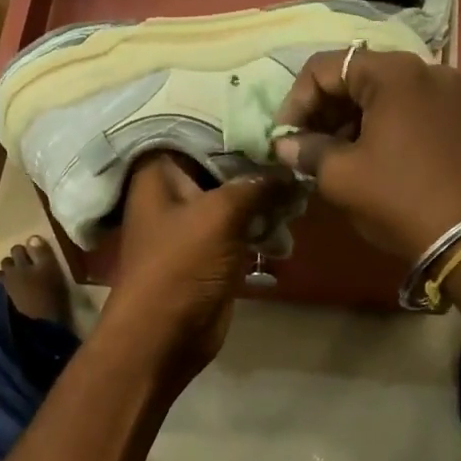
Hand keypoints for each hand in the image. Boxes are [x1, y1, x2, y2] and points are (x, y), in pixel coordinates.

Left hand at [97, 153, 293, 392]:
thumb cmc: (182, 266)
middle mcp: (173, 192)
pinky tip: (289, 228)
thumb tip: (291, 169)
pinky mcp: (210, 253)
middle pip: (223, 168)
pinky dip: (262, 229)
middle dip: (260, 170)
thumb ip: (258, 185)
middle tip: (299, 162)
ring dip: (267, 202)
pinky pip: (241, 230)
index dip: (239, 130)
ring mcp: (192, 224)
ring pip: (236, 201)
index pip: (202, 134)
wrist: (163, 336)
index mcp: (160, 173)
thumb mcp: (220, 214)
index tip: (279, 124)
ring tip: (300, 199)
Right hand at [272, 49, 460, 261]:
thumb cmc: (399, 197)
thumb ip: (306, 150)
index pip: (323, 68)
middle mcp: (423, 69)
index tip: (283, 138)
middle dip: (322, 110)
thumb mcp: (340, 175)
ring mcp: (447, 92)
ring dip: (347, 119)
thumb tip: (284, 145)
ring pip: (380, 93)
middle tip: (303, 147)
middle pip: (354, 76)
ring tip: (329, 156)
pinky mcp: (458, 117)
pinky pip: (405, 108)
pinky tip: (363, 157)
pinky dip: (377, 125)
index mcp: (393, 72)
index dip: (295, 102)